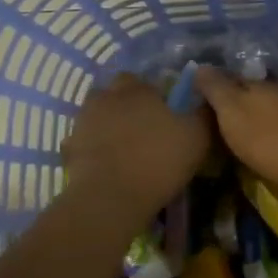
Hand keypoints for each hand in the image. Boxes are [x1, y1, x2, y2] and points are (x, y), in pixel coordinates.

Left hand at [62, 74, 212, 211]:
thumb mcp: (196, 137)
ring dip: (107, 125)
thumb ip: (203, 114)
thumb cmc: (158, 161)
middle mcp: (107, 97)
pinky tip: (105, 165)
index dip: (151, 95)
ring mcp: (84, 121)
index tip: (162, 113)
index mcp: (137, 89)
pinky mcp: (70, 147)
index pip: (141, 80)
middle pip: (114, 93)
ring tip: (122, 148)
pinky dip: (92, 149)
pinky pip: (83, 142)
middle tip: (141, 129)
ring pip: (96, 114)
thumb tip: (208, 100)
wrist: (110, 197)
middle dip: (125, 105)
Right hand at [192, 69, 277, 201]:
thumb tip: (200, 66)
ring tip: (243, 138)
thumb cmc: (266, 138)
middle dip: (239, 104)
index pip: (232, 78)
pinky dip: (274, 134)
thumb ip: (215, 88)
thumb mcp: (231, 111)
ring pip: (272, 110)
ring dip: (259, 120)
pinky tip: (269, 147)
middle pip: (254, 93)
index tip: (203, 103)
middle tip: (221, 124)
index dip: (217, 89)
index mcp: (260, 83)